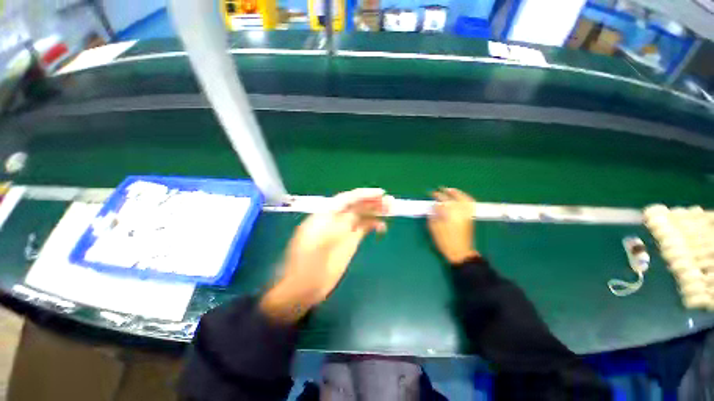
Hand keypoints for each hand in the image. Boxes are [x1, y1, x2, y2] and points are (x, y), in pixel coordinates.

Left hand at [260, 188, 389, 322]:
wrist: (303, 289)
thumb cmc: (307, 268)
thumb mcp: (318, 246)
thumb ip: (335, 229)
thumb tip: (352, 215)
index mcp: (324, 216)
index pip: (345, 200)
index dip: (362, 195)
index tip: (380, 193)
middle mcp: (335, 220)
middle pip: (356, 206)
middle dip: (372, 202)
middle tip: (391, 201)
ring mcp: (343, 231)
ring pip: (361, 216)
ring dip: (375, 212)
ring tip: (392, 210)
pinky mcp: (349, 242)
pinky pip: (363, 228)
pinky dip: (373, 225)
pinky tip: (382, 227)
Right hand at [428, 188, 478, 264]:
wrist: (460, 252)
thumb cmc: (445, 241)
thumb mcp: (434, 228)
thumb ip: (434, 215)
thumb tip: (434, 207)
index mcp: (450, 214)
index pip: (442, 201)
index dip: (436, 196)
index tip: (431, 194)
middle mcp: (460, 212)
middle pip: (453, 199)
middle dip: (445, 193)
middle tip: (439, 190)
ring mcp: (467, 214)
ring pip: (464, 200)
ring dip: (457, 193)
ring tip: (451, 190)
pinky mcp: (470, 218)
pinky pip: (470, 205)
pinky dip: (466, 199)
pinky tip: (461, 198)